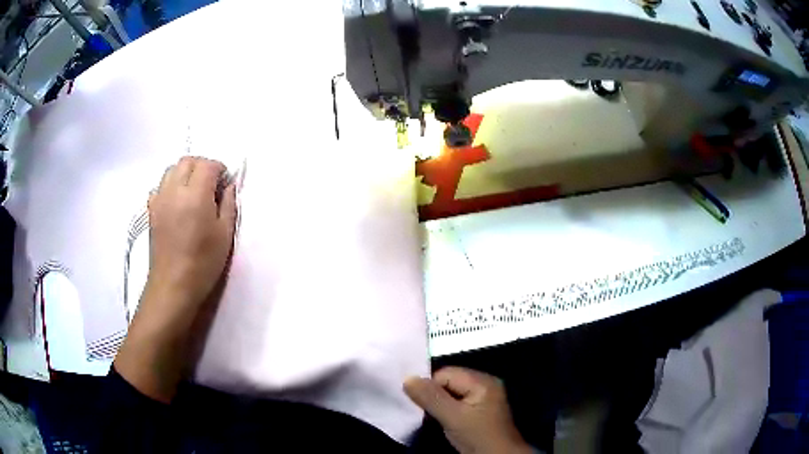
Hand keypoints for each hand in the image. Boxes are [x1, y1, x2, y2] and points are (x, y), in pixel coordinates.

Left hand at [115, 156, 236, 402]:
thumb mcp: (225, 234)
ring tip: (194, 193)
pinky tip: (178, 204)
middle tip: (211, 185)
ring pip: (171, 170)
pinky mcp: (151, 209)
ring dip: (185, 173)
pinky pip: (161, 185)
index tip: (225, 184)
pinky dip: (171, 186)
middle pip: (187, 161)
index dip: (220, 169)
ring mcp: (159, 198)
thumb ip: (229, 203)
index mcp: (195, 195)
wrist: (173, 285)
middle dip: (202, 166)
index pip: (208, 164)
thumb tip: (229, 185)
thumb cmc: (203, 263)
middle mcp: (174, 190)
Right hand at [404, 367, 532, 453]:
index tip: (423, 407)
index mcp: (482, 380)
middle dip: (435, 396)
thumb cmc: (478, 437)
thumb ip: (431, 398)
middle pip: (449, 381)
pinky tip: (448, 422)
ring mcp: (485, 397)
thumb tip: (408, 378)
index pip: (445, 373)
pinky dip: (450, 410)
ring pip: (452, 393)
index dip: (430, 388)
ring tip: (438, 419)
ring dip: (441, 405)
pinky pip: (459, 402)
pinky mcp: (482, 409)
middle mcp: (485, 383)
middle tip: (429, 414)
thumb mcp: (453, 417)